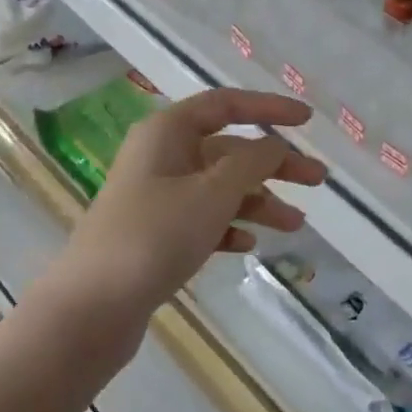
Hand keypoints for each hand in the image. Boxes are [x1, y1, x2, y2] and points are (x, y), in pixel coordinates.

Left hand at [43, 88, 326, 337]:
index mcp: (168, 132)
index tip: (307, 121)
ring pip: (220, 188)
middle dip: (274, 165)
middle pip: (229, 150)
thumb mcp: (213, 191)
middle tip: (318, 180)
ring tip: (295, 226)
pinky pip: (203, 219)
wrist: (94, 306)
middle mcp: (161, 157)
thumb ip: (252, 162)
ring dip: (258, 202)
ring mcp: (157, 196)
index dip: (269, 108)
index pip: (226, 105)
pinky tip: (248, 244)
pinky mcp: (156, 233)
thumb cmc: (156, 234)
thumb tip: (276, 145)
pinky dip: (229, 227)